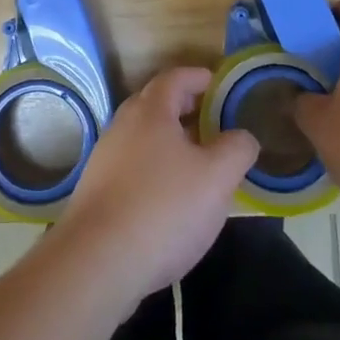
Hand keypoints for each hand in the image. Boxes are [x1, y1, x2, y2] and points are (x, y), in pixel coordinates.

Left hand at [52, 67, 258, 302]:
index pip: (176, 77)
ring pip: (144, 136)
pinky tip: (170, 197)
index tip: (221, 85)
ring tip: (198, 162)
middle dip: (186, 107)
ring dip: (171, 141)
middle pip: (156, 103)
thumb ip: (236, 149)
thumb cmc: (164, 209)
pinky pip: (133, 164)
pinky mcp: (97, 189)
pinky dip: (155, 167)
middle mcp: (123, 124)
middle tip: (215, 122)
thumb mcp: (216, 178)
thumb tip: (243, 136)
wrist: (97, 262)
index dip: (200, 77)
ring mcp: (105, 157)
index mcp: (151, 111)